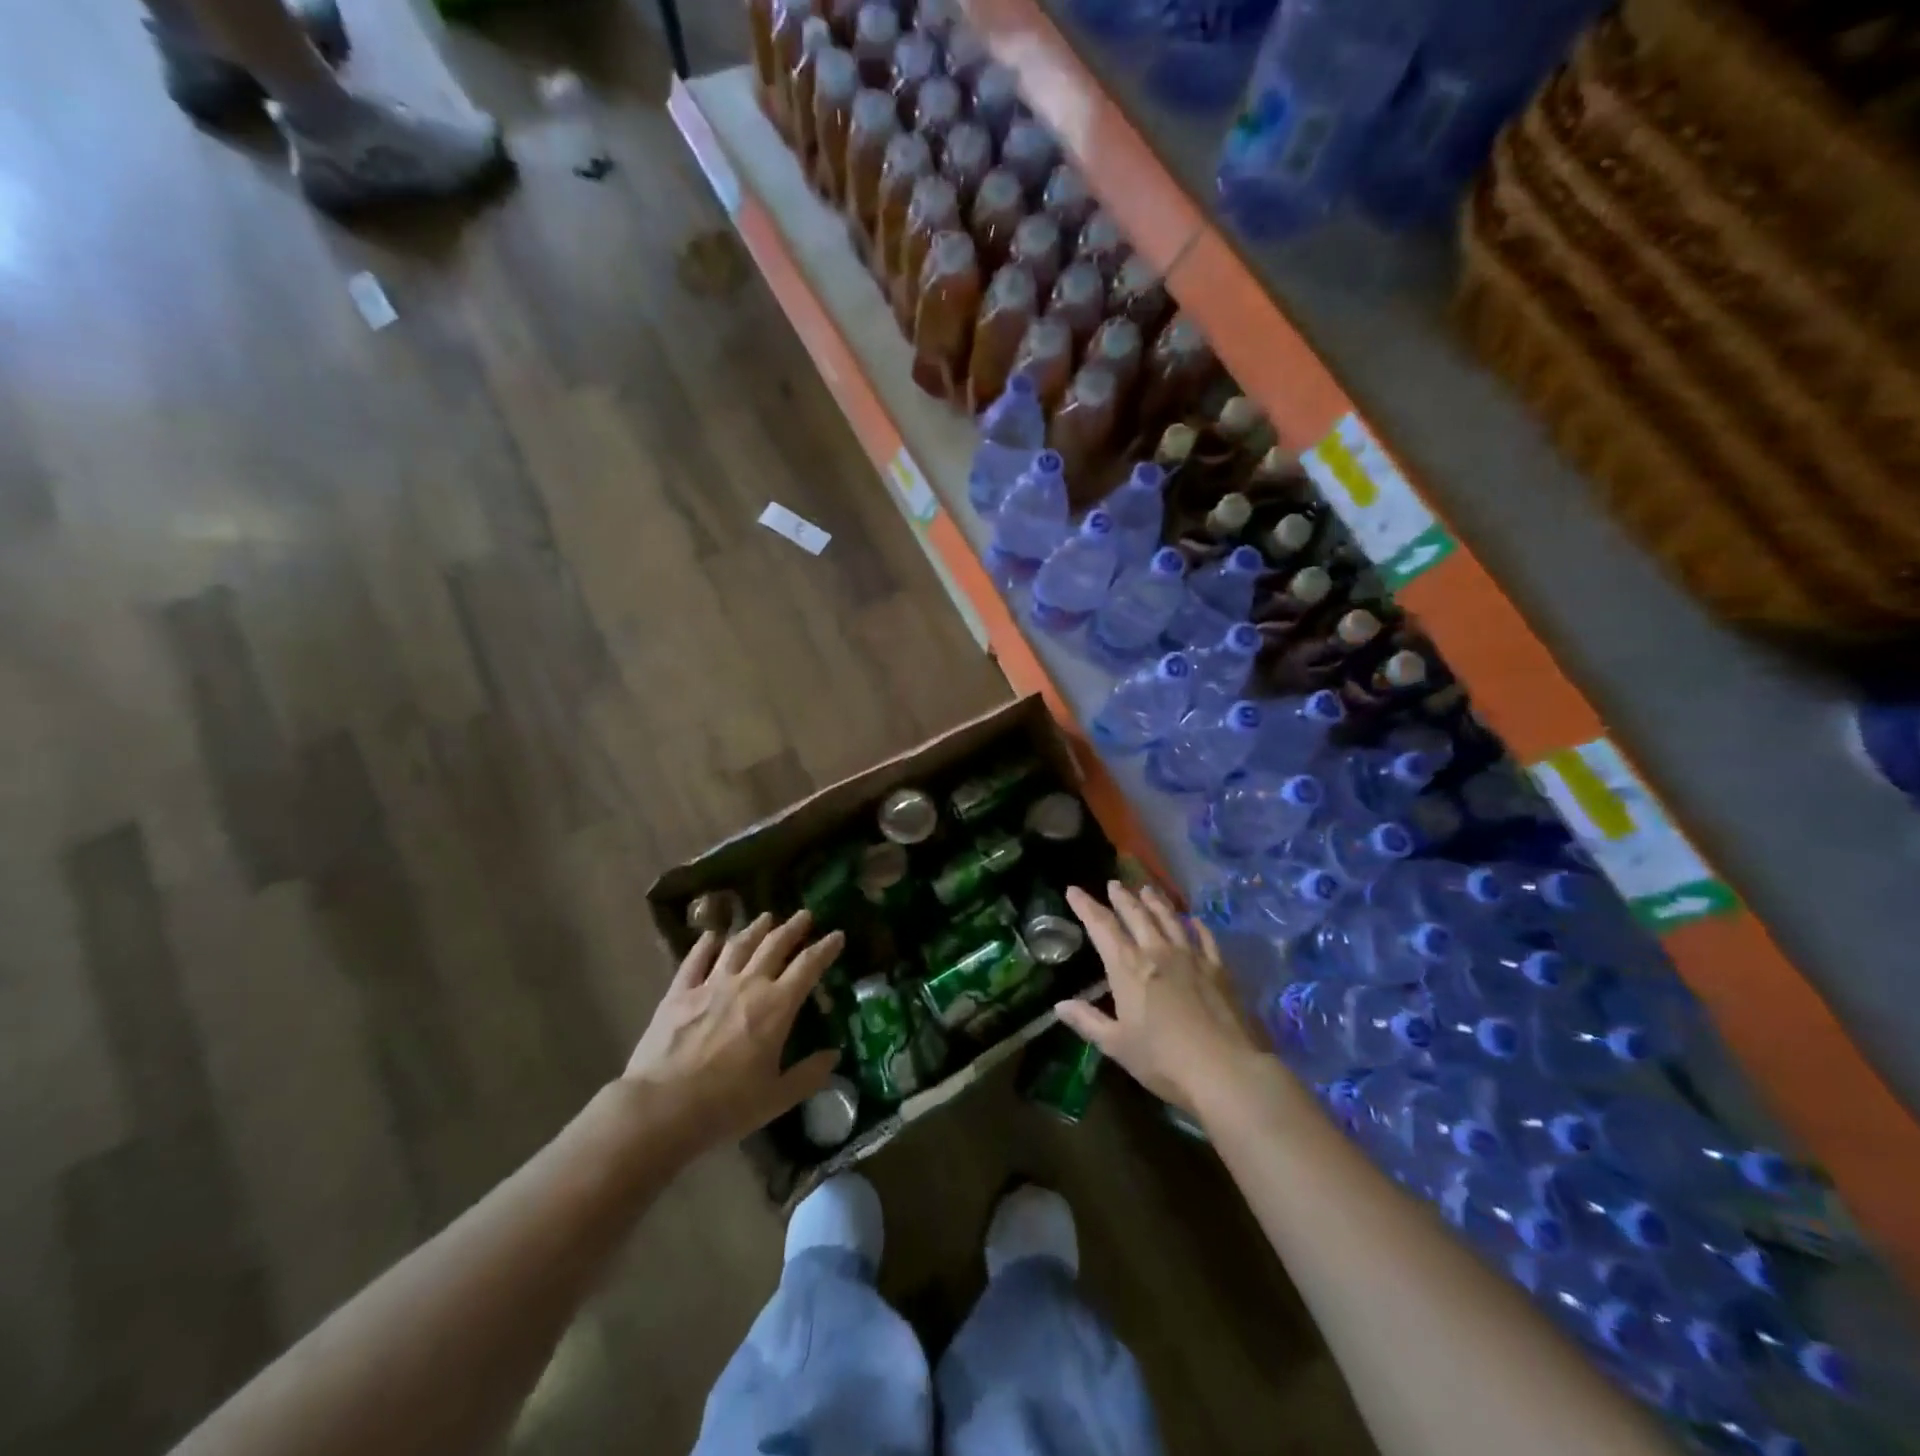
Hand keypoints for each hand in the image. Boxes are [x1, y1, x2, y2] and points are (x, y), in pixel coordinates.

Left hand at [623, 910, 843, 1157]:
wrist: (662, 1108)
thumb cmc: (726, 1106)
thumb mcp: (777, 1098)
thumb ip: (808, 1075)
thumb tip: (834, 1057)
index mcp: (776, 1007)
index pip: (808, 966)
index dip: (825, 948)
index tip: (837, 934)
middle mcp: (747, 985)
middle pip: (774, 945)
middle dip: (793, 928)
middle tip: (804, 915)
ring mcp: (711, 984)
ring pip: (738, 945)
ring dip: (755, 929)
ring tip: (766, 917)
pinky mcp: (679, 992)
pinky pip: (696, 959)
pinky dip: (706, 944)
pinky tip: (712, 935)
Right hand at [1055, 881, 1269, 1118]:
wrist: (1224, 1070)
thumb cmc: (1163, 1060)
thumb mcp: (1117, 1045)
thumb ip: (1088, 1021)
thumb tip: (1059, 1005)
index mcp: (1128, 968)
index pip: (1102, 927)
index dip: (1086, 906)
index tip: (1073, 890)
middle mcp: (1157, 952)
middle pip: (1136, 915)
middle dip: (1122, 898)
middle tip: (1113, 884)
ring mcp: (1191, 957)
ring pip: (1169, 919)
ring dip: (1155, 902)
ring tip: (1147, 889)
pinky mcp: (1218, 969)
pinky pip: (1205, 938)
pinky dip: (1196, 925)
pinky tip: (1194, 920)